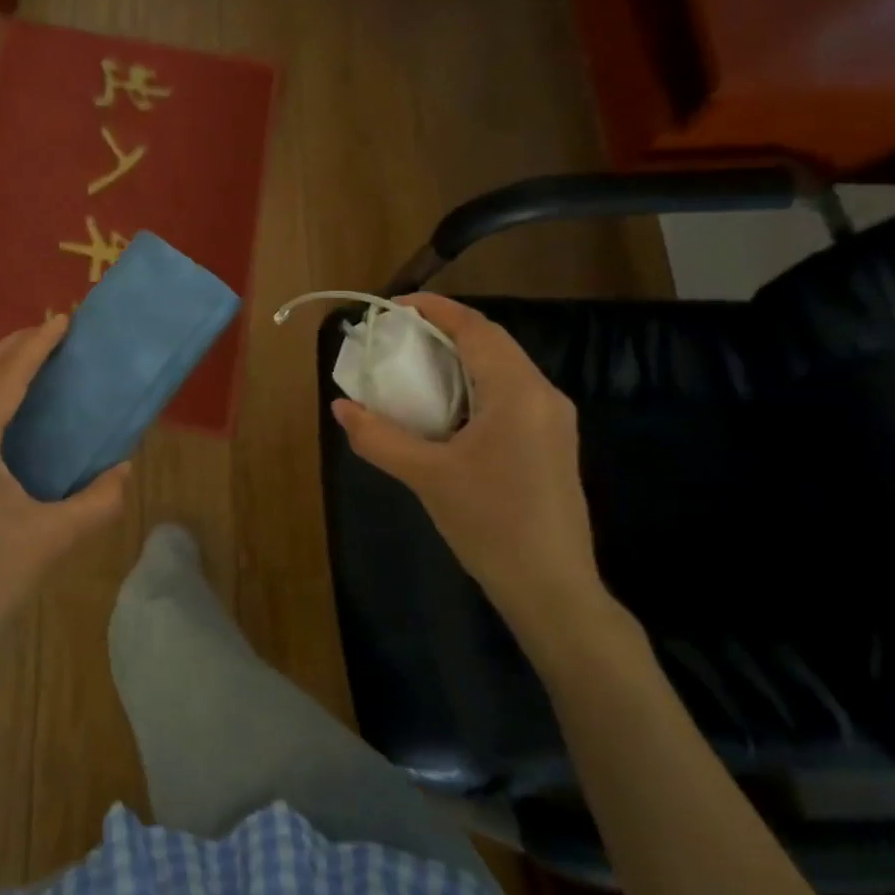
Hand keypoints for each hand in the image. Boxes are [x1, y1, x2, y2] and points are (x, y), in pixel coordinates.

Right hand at [332, 294, 616, 666]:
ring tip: (417, 366)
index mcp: (517, 393)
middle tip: (399, 336)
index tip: (395, 306)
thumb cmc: (490, 525)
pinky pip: (511, 394)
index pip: (476, 329)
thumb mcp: (425, 477)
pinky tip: (448, 408)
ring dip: (461, 359)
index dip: (436, 310)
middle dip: (446, 332)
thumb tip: (340, 408)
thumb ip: (378, 437)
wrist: (552, 588)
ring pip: (504, 368)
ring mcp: (554, 420)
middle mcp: (543, 395)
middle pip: (493, 343)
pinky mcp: (553, 442)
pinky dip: (476, 385)